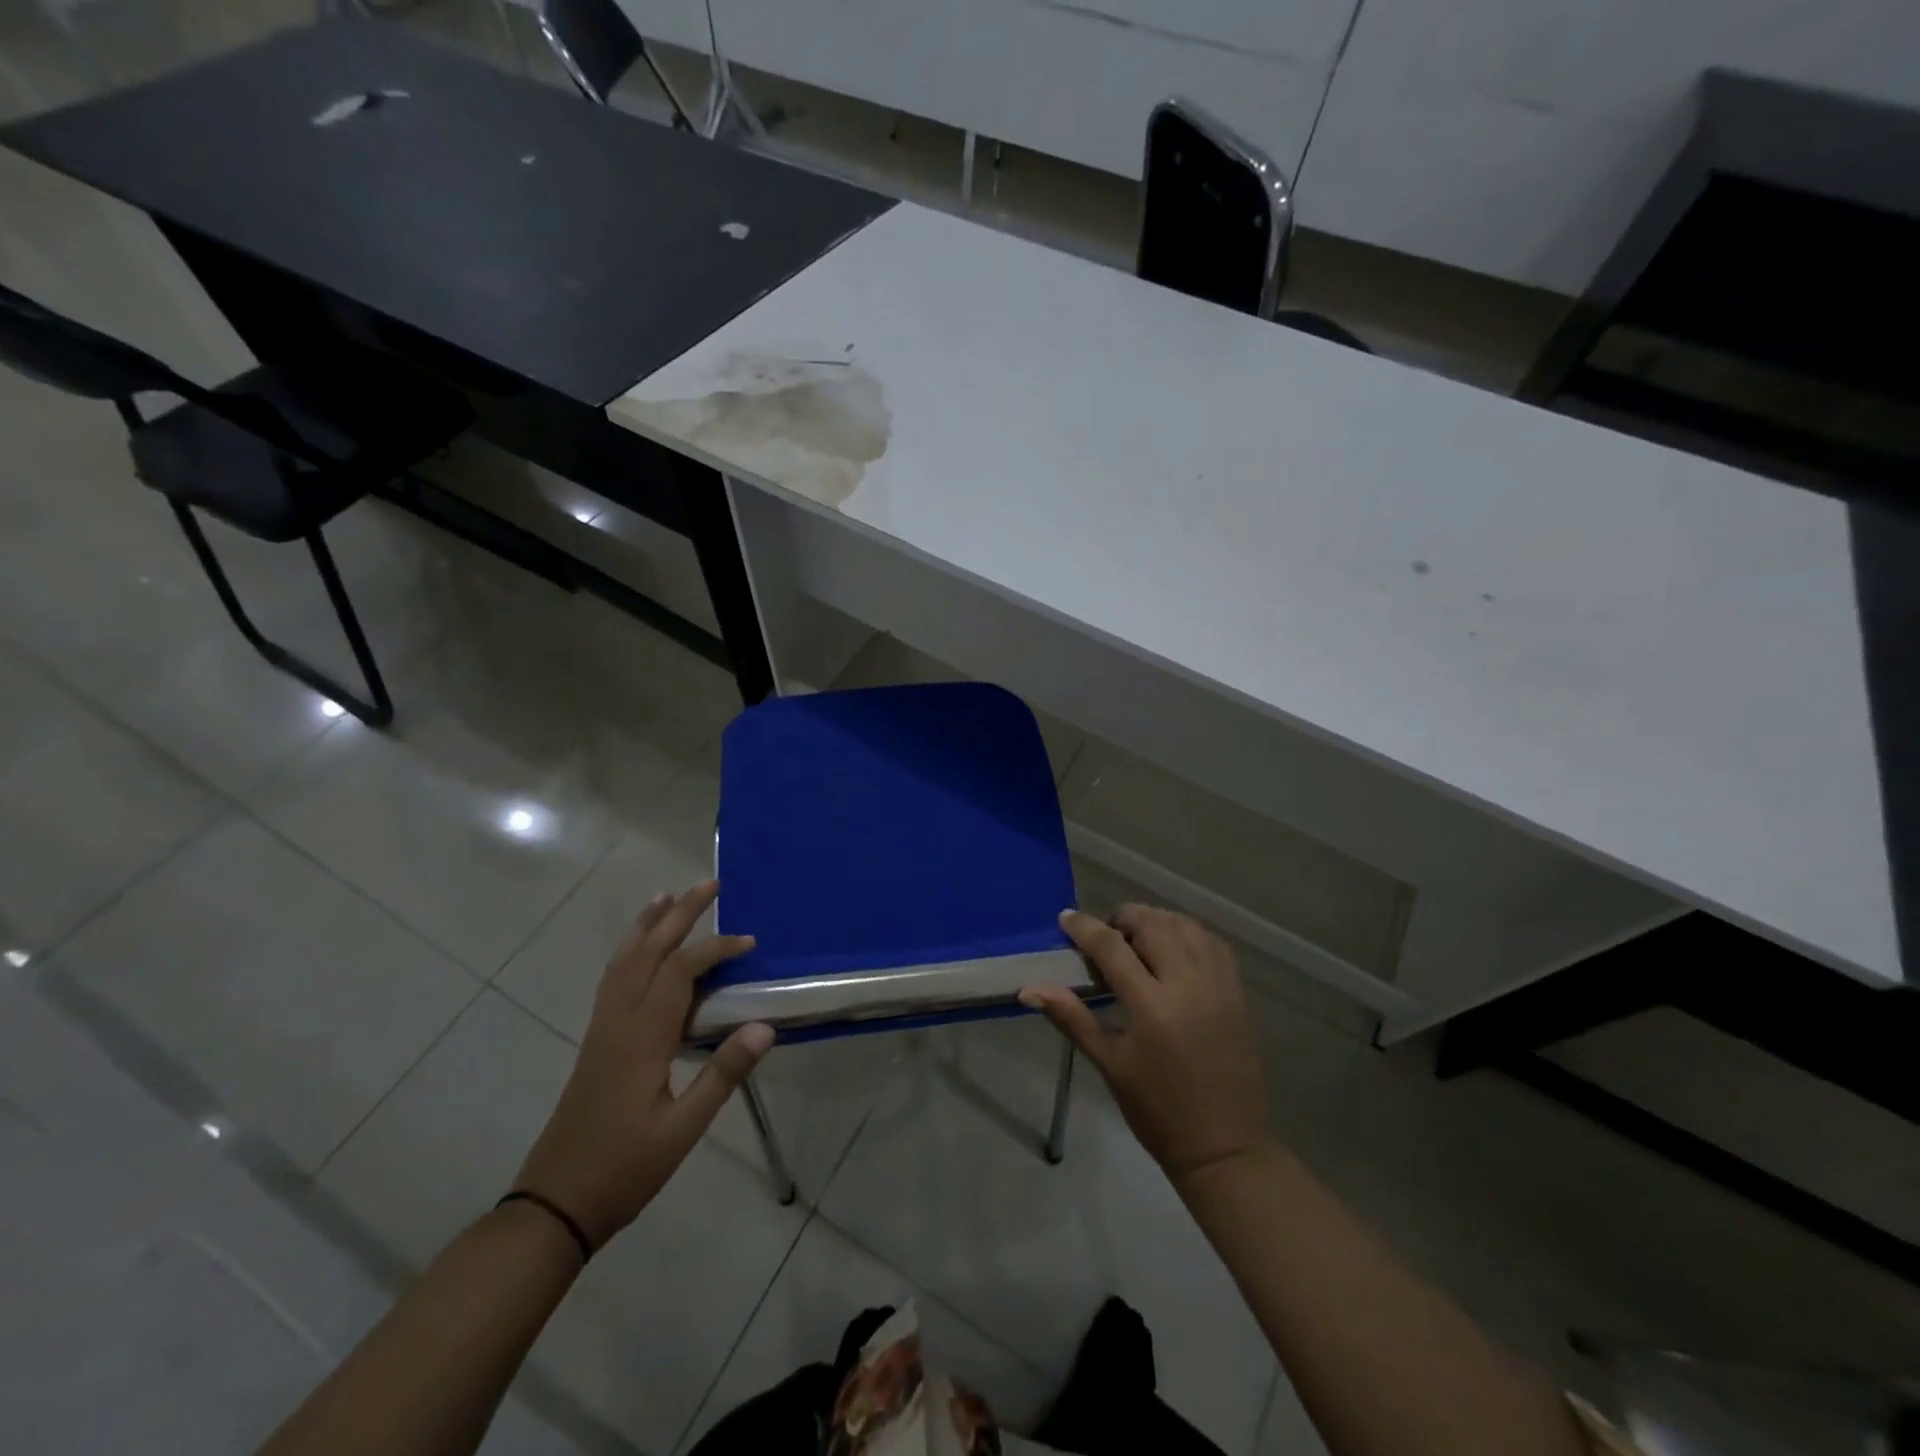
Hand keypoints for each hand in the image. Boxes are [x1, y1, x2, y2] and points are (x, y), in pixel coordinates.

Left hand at [514, 881, 772, 1250]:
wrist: (554, 1203)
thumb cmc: (624, 1167)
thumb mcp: (683, 1129)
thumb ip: (723, 1074)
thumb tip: (765, 1027)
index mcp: (642, 1036)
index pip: (681, 971)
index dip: (716, 948)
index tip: (750, 943)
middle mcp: (618, 1020)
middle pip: (648, 951)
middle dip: (679, 914)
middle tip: (709, 884)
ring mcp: (602, 1028)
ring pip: (623, 960)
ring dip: (647, 924)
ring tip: (667, 897)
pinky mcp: (596, 1041)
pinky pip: (614, 978)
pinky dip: (630, 950)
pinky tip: (639, 951)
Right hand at [1021, 905, 1268, 1185]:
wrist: (1224, 1146)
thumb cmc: (1158, 1110)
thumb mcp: (1110, 1064)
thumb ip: (1072, 1017)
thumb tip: (1029, 989)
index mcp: (1152, 1006)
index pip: (1112, 947)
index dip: (1085, 927)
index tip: (1066, 918)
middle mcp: (1188, 984)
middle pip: (1153, 925)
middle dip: (1123, 918)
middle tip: (1105, 936)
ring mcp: (1218, 985)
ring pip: (1186, 926)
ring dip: (1157, 921)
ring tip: (1137, 939)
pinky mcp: (1237, 992)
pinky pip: (1213, 943)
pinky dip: (1189, 933)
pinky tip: (1173, 947)